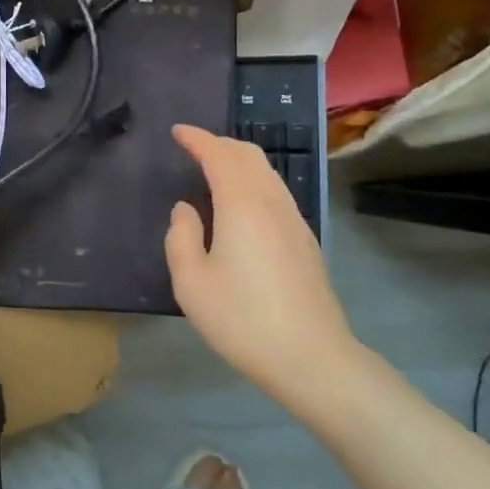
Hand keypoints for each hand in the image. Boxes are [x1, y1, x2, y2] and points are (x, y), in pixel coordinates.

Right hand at [165, 124, 357, 404]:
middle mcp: (271, 202)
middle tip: (194, 148)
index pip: (218, 154)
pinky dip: (254, 181)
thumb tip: (186, 209)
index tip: (178, 132)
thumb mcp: (191, 283)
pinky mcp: (305, 240)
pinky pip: (276, 192)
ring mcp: (294, 220)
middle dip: (219, 144)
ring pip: (267, 172)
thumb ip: (181, 237)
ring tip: (215, 170)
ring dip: (239, 161)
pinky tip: (242, 204)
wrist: (311, 356)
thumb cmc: (242, 319)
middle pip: (248, 155)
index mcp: (242, 204)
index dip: (197, 139)